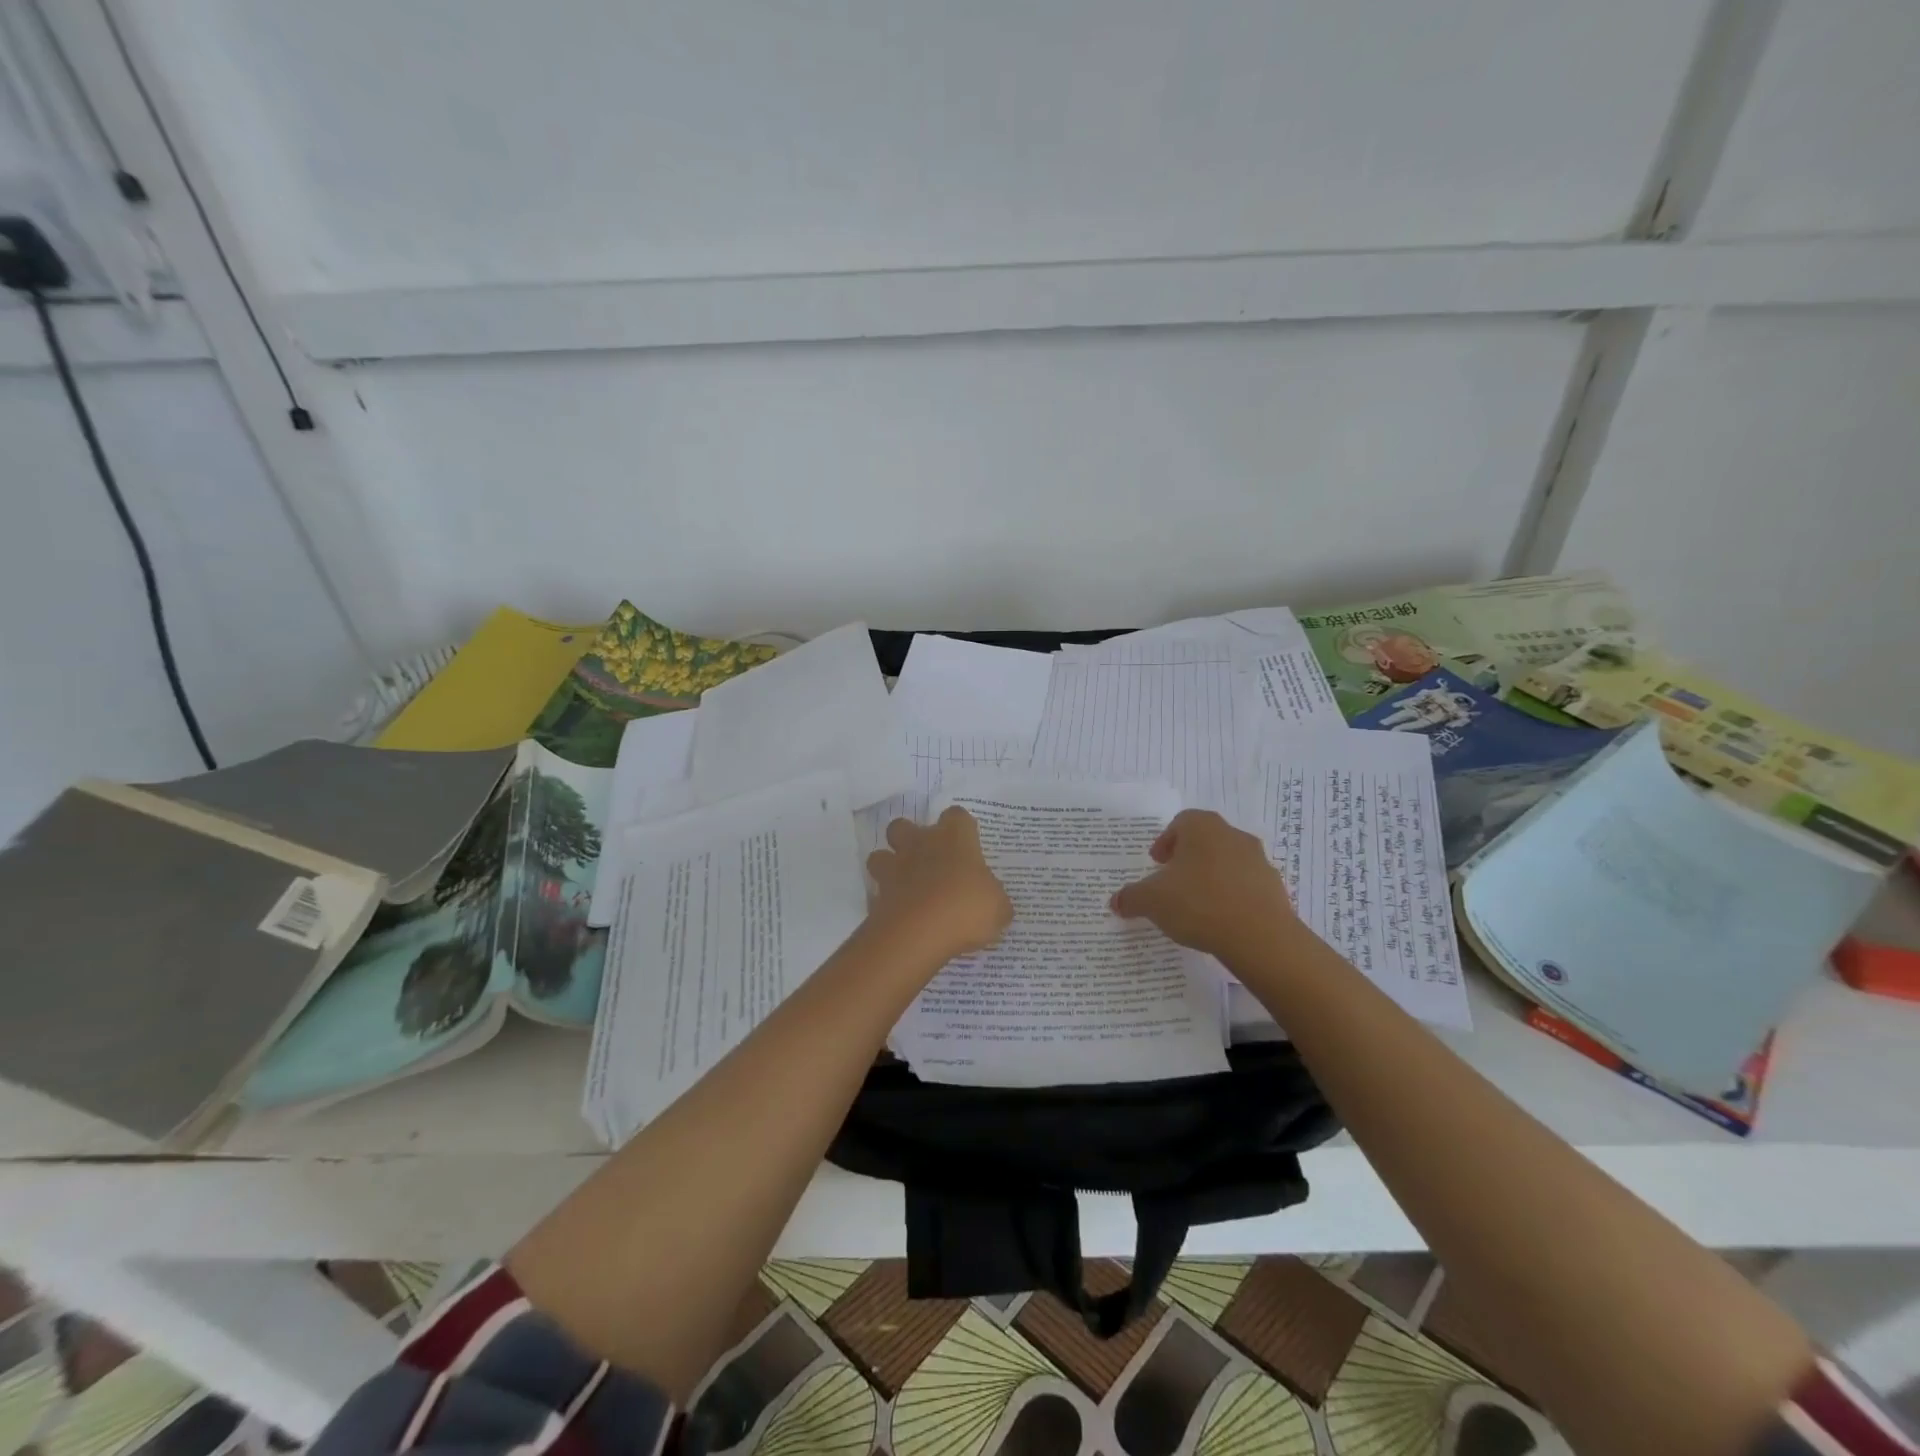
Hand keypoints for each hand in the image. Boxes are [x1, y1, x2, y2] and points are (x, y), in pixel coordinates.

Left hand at [866, 807, 1012, 965]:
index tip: (968, 845)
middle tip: (929, 861)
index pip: (957, 816)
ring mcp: (894, 868)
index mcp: (954, 838)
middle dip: (911, 838)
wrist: (918, 933)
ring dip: (890, 865)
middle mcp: (920, 844)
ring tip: (906, 885)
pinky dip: (885, 900)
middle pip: (905, 825)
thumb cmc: (965, 909)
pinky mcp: (877, 895)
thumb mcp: (998, 908)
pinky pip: (877, 891)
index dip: (961, 828)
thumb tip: (992, 901)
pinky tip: (899, 914)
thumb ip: (994, 899)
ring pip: (881, 854)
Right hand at [1110, 809, 1301, 963]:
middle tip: (1172, 882)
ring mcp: (1258, 861)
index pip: (1180, 823)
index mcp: (1202, 827)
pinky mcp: (1274, 888)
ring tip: (1196, 905)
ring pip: (1227, 863)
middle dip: (1187, 859)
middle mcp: (1233, 836)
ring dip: (1211, 878)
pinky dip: (1232, 897)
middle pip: (1205, 841)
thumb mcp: (1152, 901)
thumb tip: (1117, 901)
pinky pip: (1245, 887)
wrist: (1260, 937)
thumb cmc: (1199, 903)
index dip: (1165, 841)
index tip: (1156, 863)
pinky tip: (1220, 920)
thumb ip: (1132, 897)